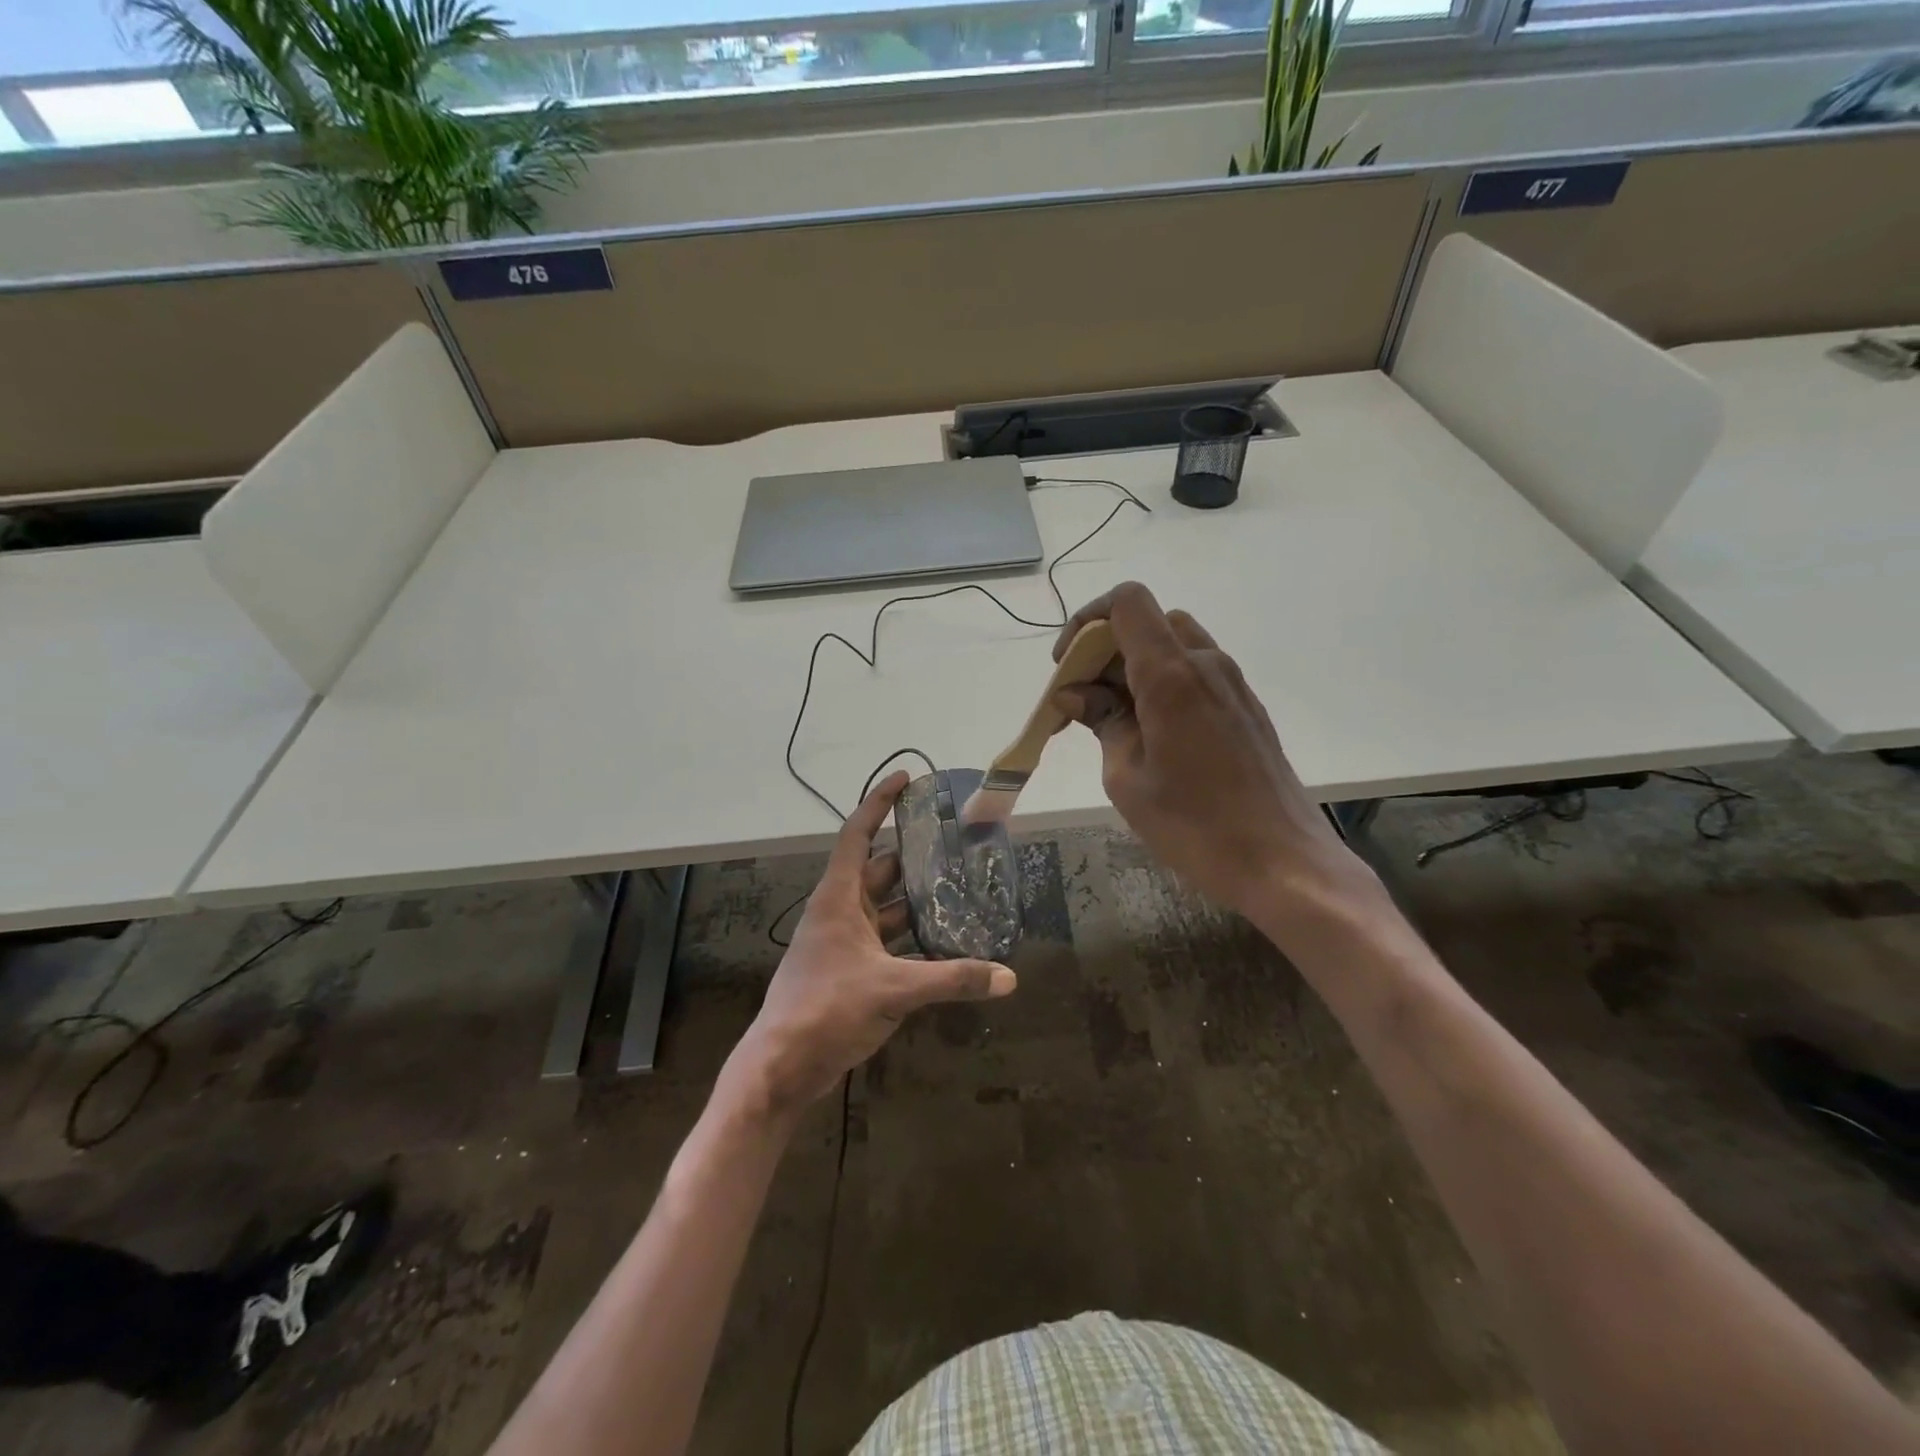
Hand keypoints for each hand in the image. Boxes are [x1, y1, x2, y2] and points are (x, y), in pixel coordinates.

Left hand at [727, 772, 1016, 1116]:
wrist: (781, 1067)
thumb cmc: (827, 1009)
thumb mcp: (894, 989)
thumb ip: (952, 979)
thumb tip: (1008, 977)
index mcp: (839, 898)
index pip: (858, 833)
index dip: (879, 803)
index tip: (906, 779)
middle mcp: (840, 912)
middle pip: (880, 870)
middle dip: (915, 856)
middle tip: (957, 845)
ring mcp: (845, 943)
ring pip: (887, 909)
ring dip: (918, 901)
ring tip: (962, 890)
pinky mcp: (852, 971)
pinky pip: (889, 943)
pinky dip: (914, 940)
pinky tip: (947, 944)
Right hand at [1052, 582, 1375, 925]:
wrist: (1282, 861)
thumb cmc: (1194, 824)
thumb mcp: (1127, 777)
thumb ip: (1102, 722)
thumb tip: (1075, 694)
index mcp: (1171, 675)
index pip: (1127, 603)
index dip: (1087, 621)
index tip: (1068, 668)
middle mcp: (1206, 663)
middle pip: (1149, 621)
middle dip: (1107, 649)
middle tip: (1084, 700)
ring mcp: (1232, 684)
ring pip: (1174, 645)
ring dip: (1136, 666)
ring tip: (1114, 719)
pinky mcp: (1245, 707)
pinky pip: (1196, 672)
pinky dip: (1163, 683)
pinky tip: (1152, 733)